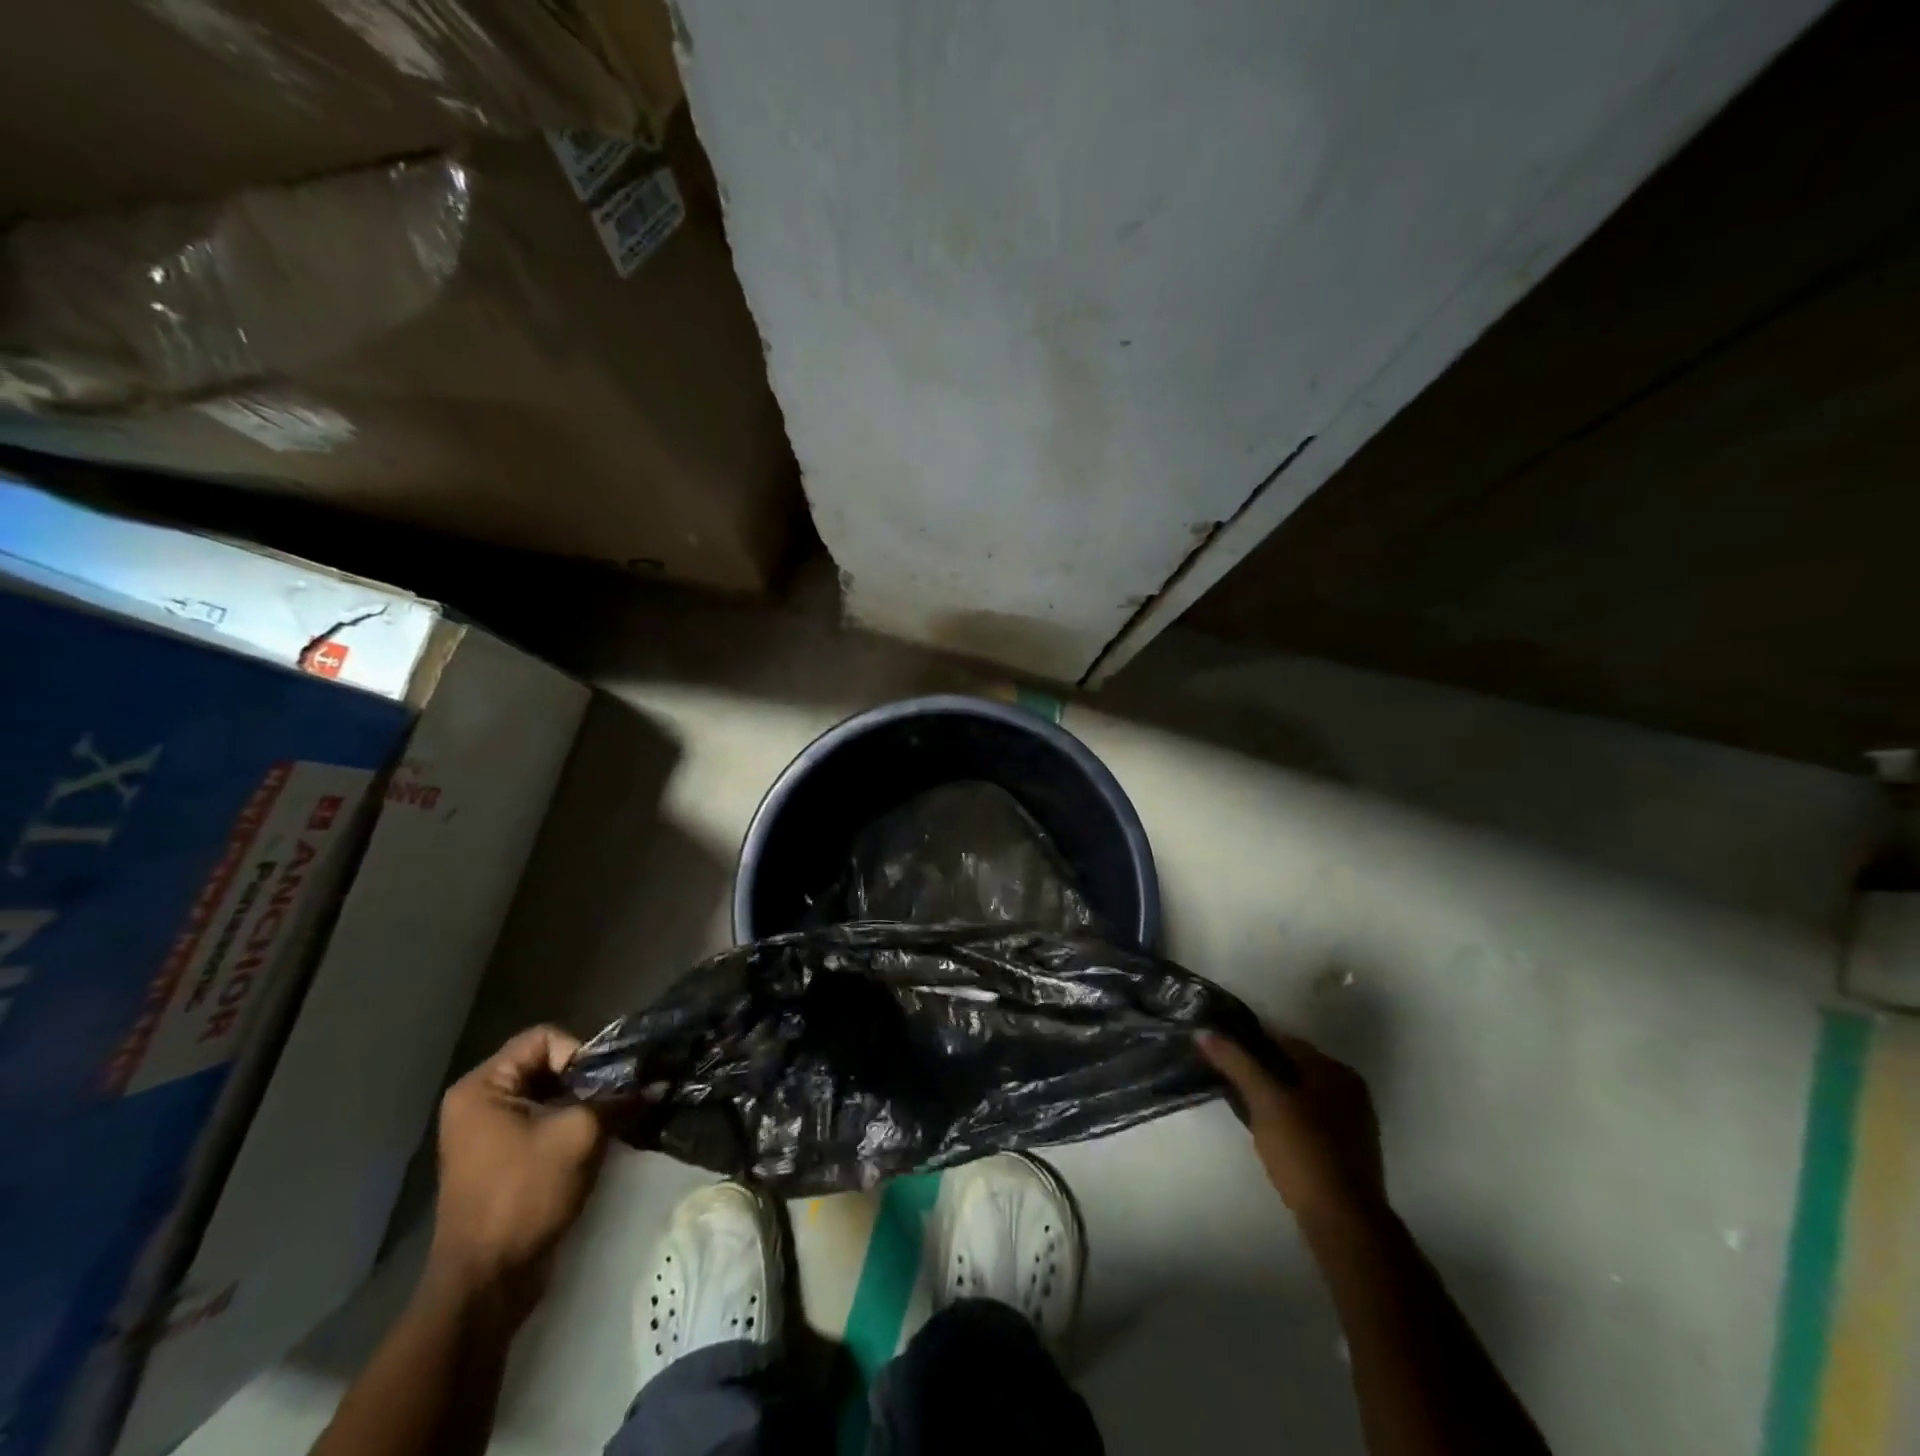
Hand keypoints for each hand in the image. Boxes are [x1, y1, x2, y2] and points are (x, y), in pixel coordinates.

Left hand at [428, 1026, 607, 1313]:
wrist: (488, 1282)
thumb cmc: (525, 1194)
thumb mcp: (580, 1134)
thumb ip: (618, 1098)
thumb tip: (657, 1080)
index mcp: (483, 1087)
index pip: (545, 1038)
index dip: (581, 1053)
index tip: (604, 1084)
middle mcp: (481, 1101)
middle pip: (549, 1064)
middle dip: (588, 1079)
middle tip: (618, 1098)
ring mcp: (489, 1132)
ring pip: (552, 1093)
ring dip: (586, 1103)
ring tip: (615, 1119)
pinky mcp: (503, 1158)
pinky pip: (545, 1120)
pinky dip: (574, 1124)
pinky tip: (601, 1139)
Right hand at [1198, 1028, 1386, 1229]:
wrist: (1344, 1223)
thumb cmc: (1304, 1151)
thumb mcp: (1264, 1100)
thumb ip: (1236, 1062)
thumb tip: (1203, 1031)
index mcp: (1336, 1071)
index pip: (1284, 1041)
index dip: (1248, 1040)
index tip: (1218, 1045)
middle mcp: (1349, 1091)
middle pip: (1293, 1067)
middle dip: (1258, 1067)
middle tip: (1223, 1072)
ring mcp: (1351, 1124)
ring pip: (1299, 1095)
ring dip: (1270, 1093)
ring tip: (1236, 1098)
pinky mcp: (1344, 1152)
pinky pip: (1306, 1119)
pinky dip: (1283, 1115)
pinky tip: (1263, 1127)